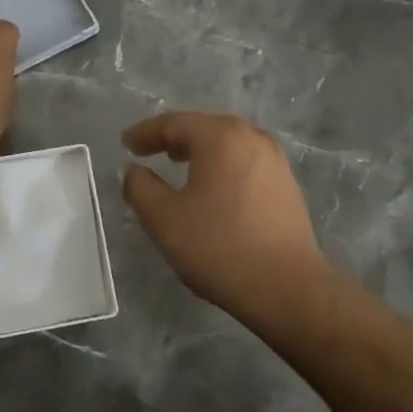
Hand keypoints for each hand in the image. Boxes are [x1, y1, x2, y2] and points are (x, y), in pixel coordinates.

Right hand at [122, 111, 335, 324]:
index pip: (174, 123)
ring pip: (227, 141)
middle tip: (148, 150)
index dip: (145, 132)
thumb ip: (140, 187)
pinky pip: (244, 159)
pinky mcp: (286, 182)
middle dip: (173, 136)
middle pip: (203, 126)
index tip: (125, 144)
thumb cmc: (219, 247)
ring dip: (199, 148)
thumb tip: (134, 170)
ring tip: (178, 163)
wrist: (287, 288)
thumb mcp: (163, 218)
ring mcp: (274, 158)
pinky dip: (221, 163)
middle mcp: (251, 137)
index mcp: (220, 137)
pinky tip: (212, 185)